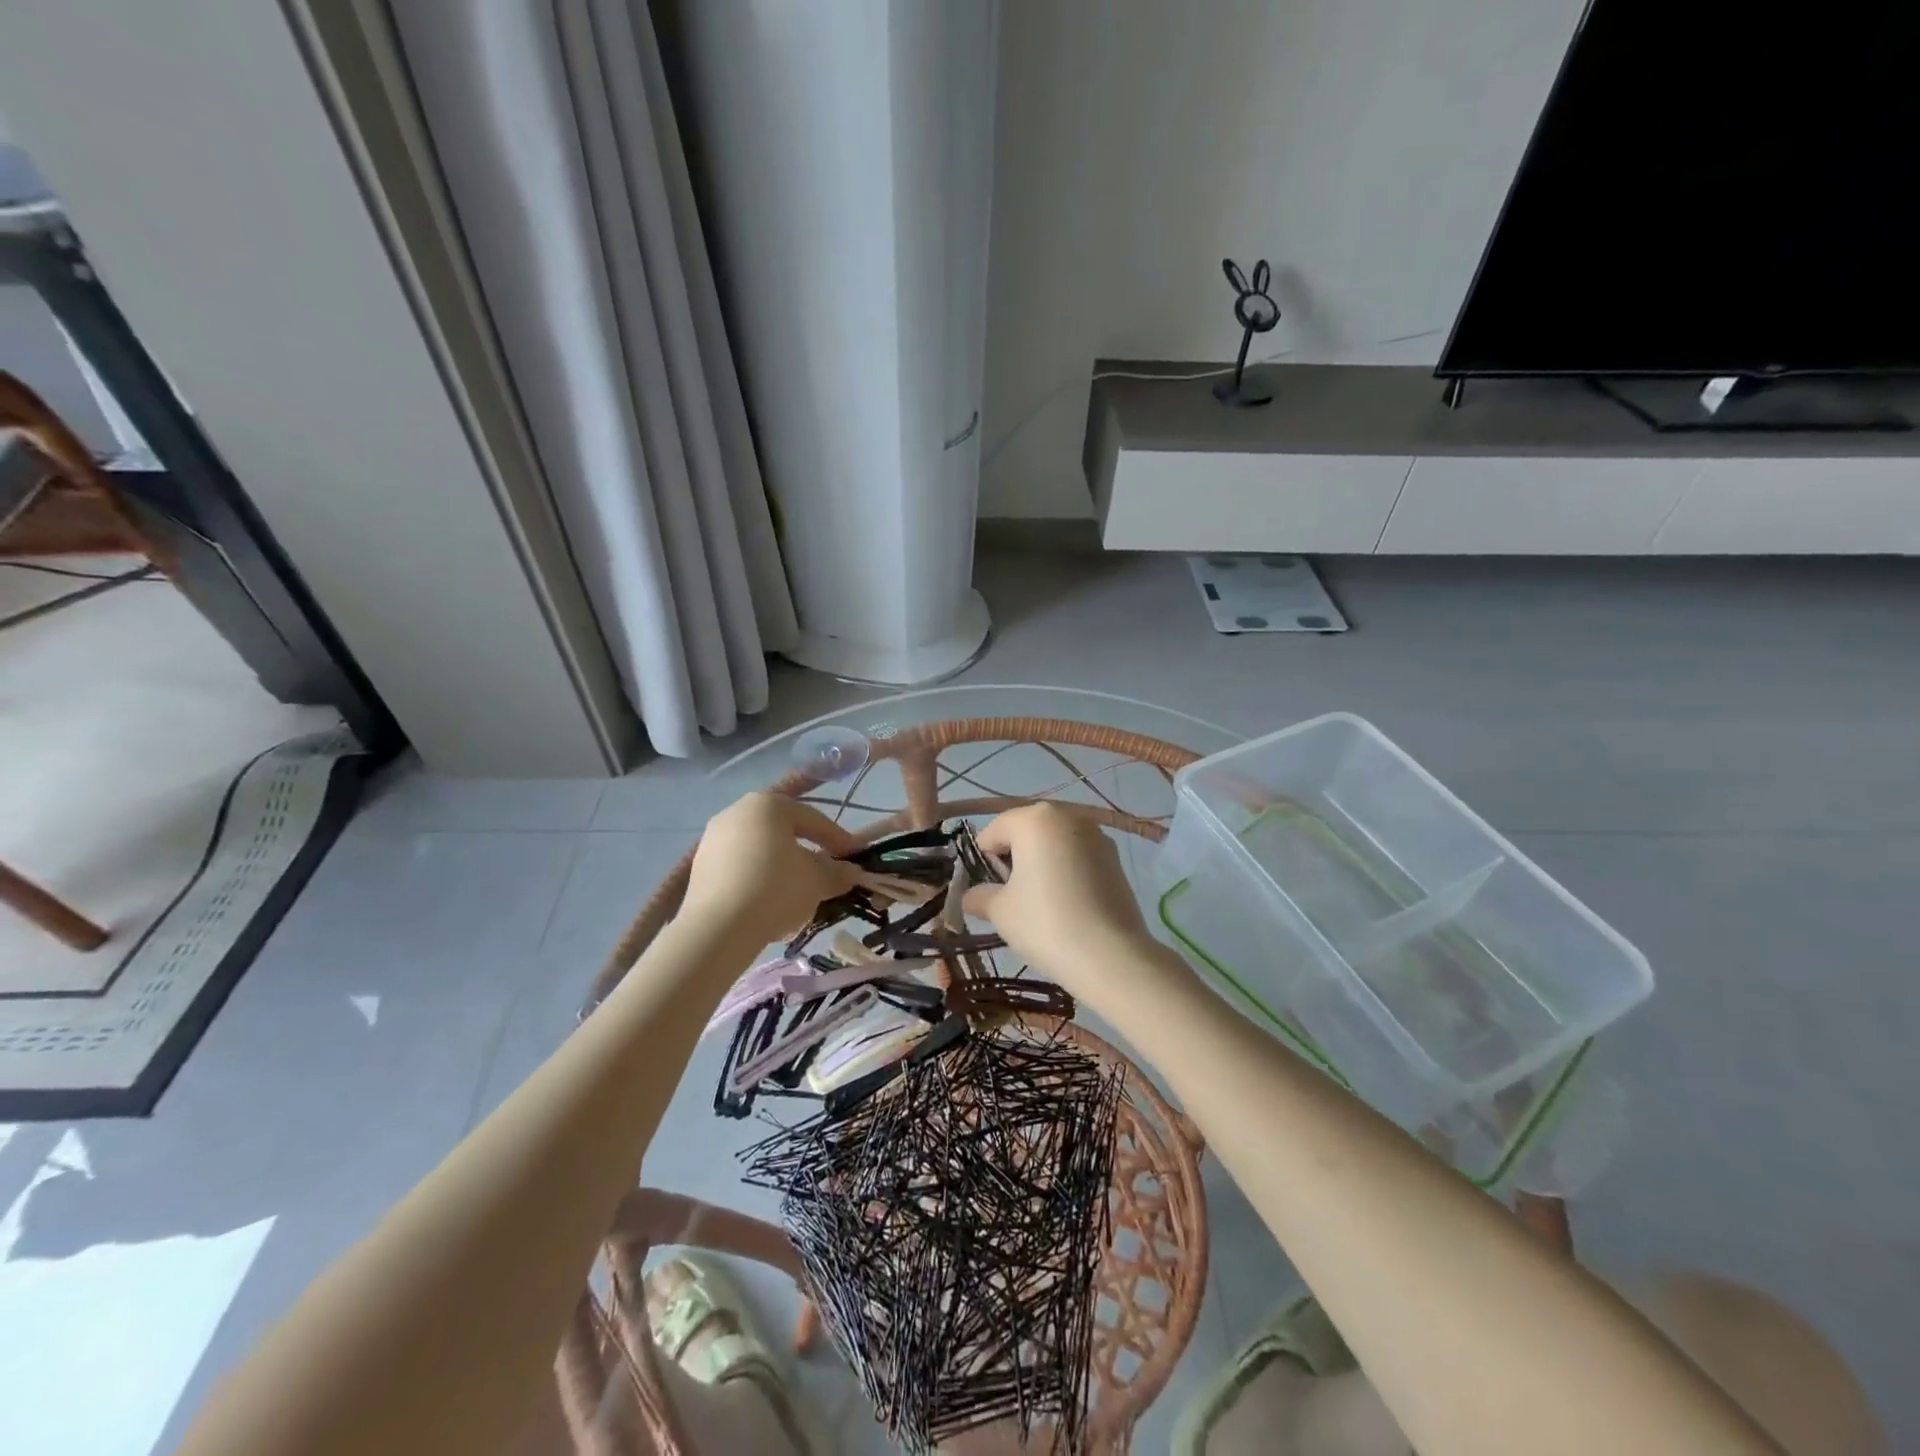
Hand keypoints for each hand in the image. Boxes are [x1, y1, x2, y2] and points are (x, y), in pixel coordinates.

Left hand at [680, 792, 859, 945]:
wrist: (718, 929)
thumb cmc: (776, 889)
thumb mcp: (817, 881)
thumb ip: (837, 872)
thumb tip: (851, 872)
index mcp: (769, 804)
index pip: (813, 818)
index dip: (838, 838)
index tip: (855, 858)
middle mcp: (737, 811)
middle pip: (783, 830)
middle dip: (807, 850)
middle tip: (825, 872)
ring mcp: (713, 838)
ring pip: (760, 849)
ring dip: (782, 866)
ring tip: (798, 891)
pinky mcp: (699, 867)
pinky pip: (739, 866)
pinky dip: (758, 878)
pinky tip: (769, 902)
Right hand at [963, 803, 1168, 999]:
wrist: (1111, 956)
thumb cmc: (1045, 924)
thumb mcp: (1000, 911)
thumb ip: (979, 896)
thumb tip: (970, 896)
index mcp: (1034, 819)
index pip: (994, 831)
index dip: (982, 860)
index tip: (985, 890)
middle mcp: (1068, 816)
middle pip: (1027, 831)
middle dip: (1013, 858)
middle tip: (1010, 896)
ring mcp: (1097, 836)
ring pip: (1055, 843)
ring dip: (1041, 863)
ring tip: (1039, 902)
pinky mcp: (1116, 859)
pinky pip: (1078, 857)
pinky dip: (1066, 872)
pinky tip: (1066, 904)